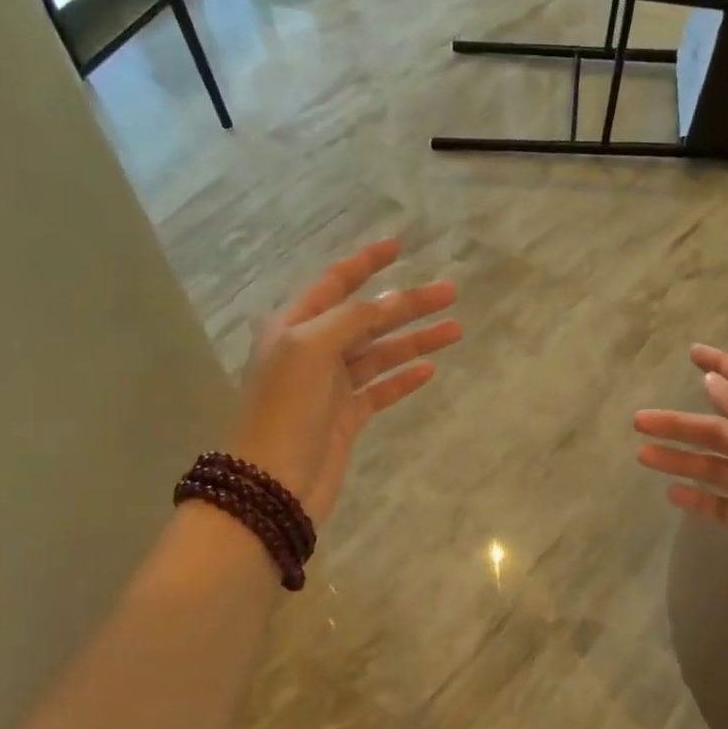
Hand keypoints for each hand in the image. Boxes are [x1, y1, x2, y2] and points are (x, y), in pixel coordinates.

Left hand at [229, 239, 460, 524]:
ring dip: (415, 340)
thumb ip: (353, 319)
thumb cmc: (284, 409)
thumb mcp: (311, 348)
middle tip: (450, 292)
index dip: (366, 263)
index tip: (399, 245)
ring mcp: (330, 387)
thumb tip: (390, 299)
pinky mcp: (346, 418)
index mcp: (294, 327)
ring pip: (380, 354)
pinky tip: (430, 370)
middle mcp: (312, 351)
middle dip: (407, 304)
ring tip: (455, 329)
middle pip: (368, 318)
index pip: (335, 284)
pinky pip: (381, 390)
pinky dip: (404, 379)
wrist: (272, 483)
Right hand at [634, 345, 727, 611]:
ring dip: (680, 460)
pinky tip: (672, 493)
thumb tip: (711, 380)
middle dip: (681, 425)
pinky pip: (718, 503)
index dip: (722, 367)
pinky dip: (696, 497)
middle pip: (720, 430)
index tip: (692, 353)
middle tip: (641, 421)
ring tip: (643, 456)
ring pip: (713, 467)